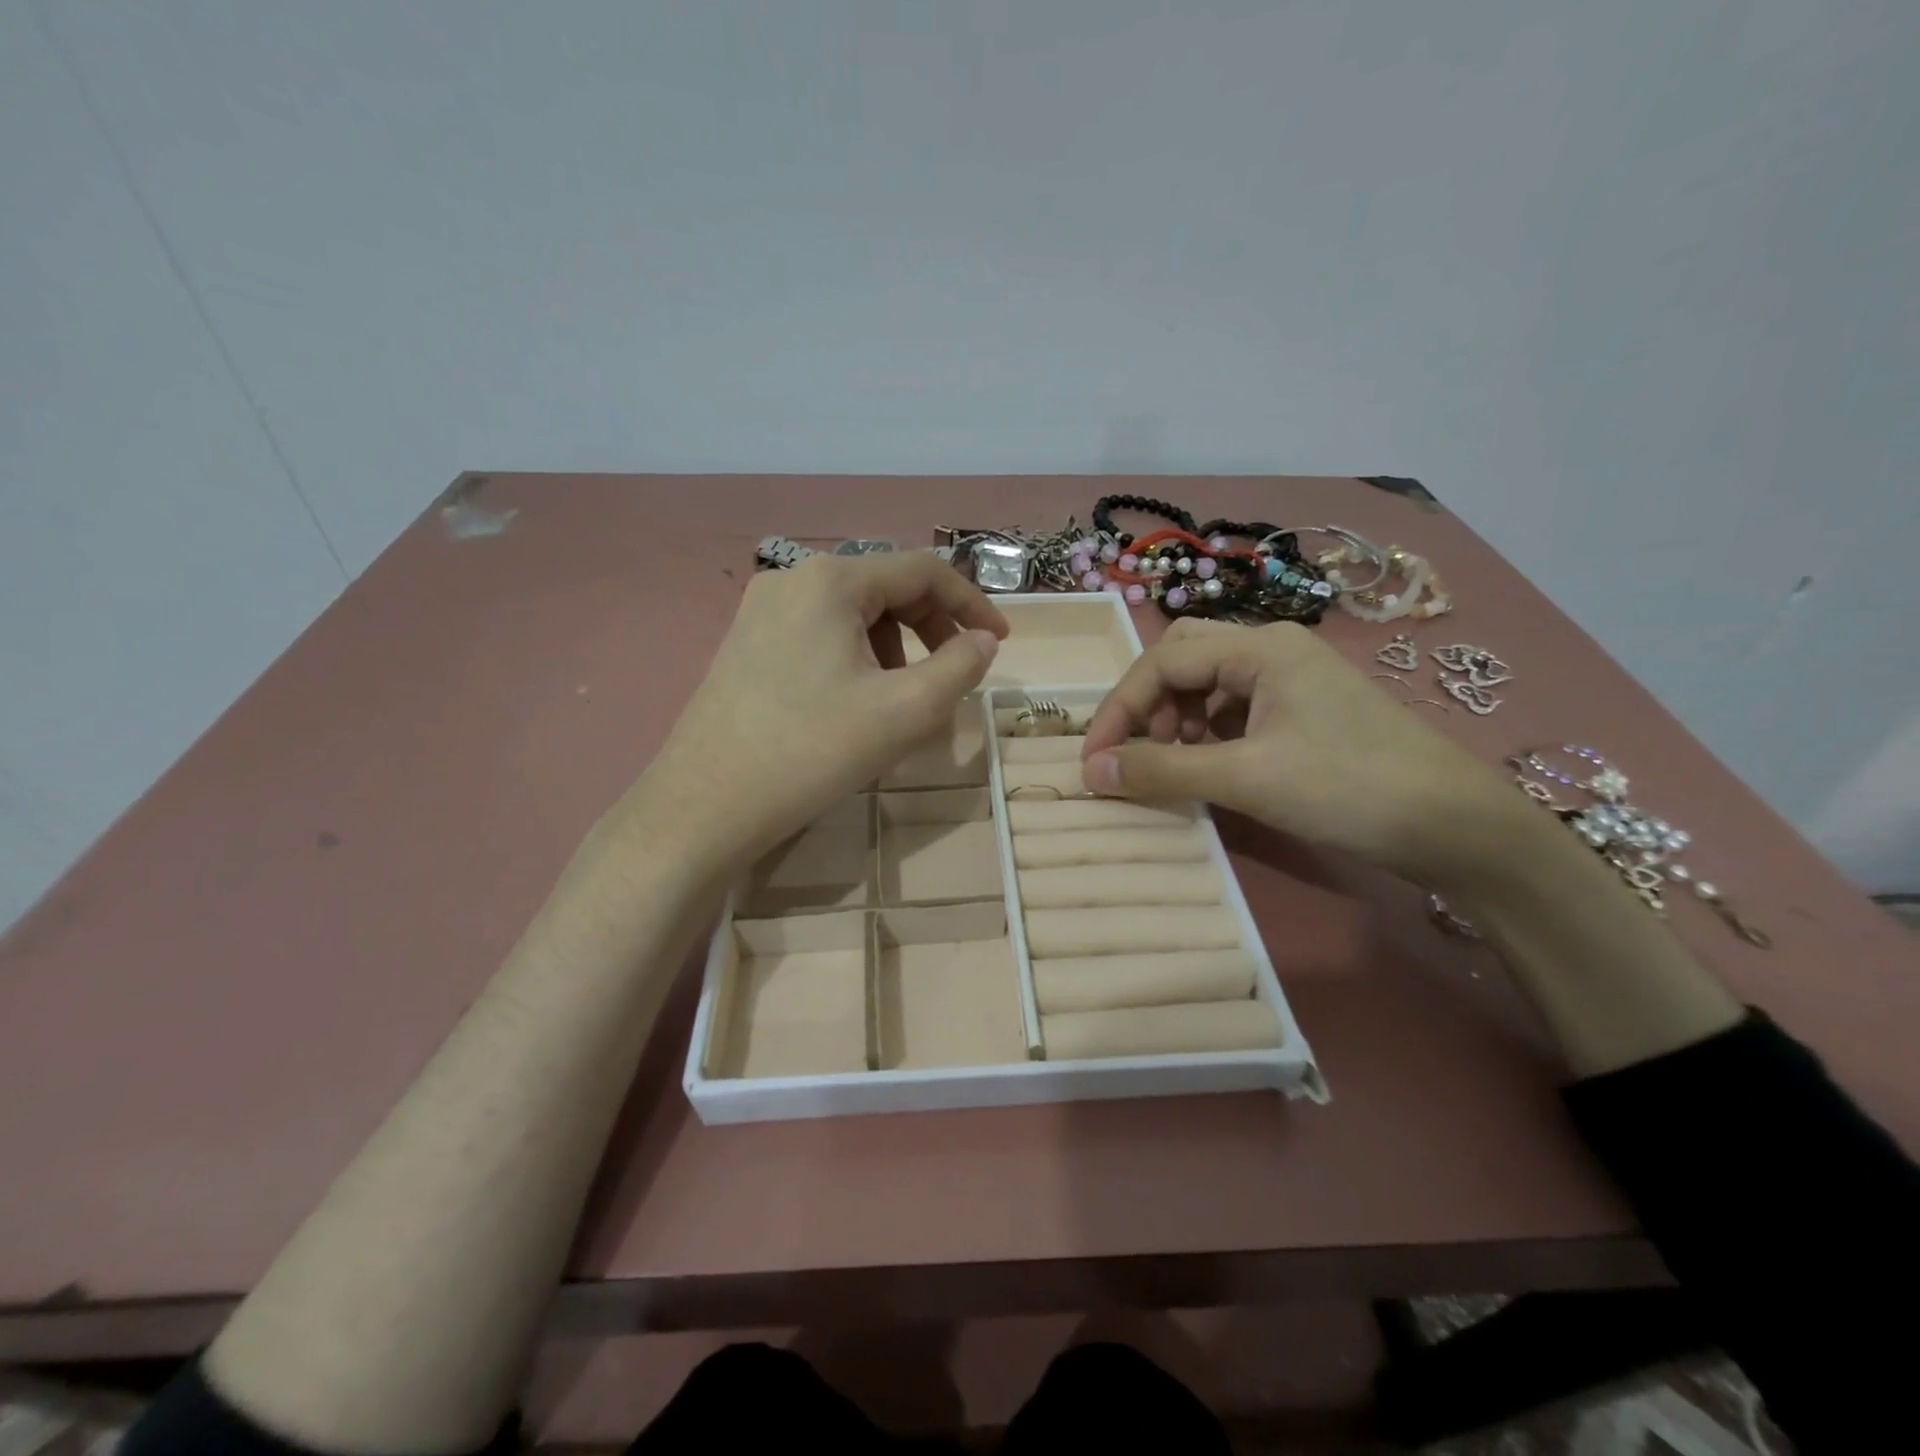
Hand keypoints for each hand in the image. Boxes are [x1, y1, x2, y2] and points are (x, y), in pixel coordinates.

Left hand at [642, 553, 1007, 872]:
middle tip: (956, 671)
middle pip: (885, 586)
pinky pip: (820, 633)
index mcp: (831, 580)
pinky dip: (856, 656)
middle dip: (931, 626)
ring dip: (895, 644)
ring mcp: (761, 610)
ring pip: (853, 612)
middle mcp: (792, 579)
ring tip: (904, 695)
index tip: (1000, 642)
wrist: (705, 805)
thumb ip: (959, 667)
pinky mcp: (746, 642)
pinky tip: (857, 700)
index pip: (922, 570)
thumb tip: (984, 641)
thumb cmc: (811, 751)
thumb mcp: (905, 711)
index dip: (971, 603)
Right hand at [1079, 619, 1525, 887]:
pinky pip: (1235, 710)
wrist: (1457, 826)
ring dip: (1176, 721)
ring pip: (1208, 685)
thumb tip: (1089, 774)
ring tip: (1175, 765)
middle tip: (1140, 753)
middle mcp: (1273, 650)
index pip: (1162, 662)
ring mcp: (1293, 680)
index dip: (1119, 710)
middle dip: (1148, 705)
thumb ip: (1163, 771)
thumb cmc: (1349, 787)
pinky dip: (1207, 735)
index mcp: (1260, 648)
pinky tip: (1211, 768)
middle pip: (1183, 659)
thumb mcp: (1246, 778)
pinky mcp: (1305, 712)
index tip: (1095, 763)